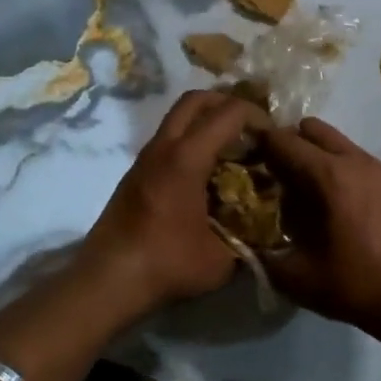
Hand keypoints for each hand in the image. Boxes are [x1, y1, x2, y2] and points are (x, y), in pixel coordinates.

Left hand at [76, 90, 267, 313]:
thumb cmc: (166, 264)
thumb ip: (248, 238)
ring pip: (177, 118)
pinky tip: (207, 174)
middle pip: (195, 100)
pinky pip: (168, 140)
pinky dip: (191, 141)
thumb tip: (266, 231)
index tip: (273, 136)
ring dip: (206, 122)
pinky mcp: (136, 174)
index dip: (256, 115)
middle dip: (226, 103)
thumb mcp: (222, 259)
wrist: (107, 281)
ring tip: (232, 150)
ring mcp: (145, 158)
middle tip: (250, 128)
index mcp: (186, 158)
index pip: (228, 112)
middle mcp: (163, 147)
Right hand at [258, 117, 380, 336]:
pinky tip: (334, 203)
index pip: (283, 141)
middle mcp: (354, 161)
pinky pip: (356, 158)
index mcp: (329, 176)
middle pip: (311, 129)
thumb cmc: (355, 287)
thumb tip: (245, 236)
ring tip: (304, 190)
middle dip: (288, 143)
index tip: (243, 158)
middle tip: (274, 173)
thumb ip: (262, 251)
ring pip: (336, 142)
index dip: (258, 144)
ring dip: (315, 155)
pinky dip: (338, 167)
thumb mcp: (295, 276)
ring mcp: (379, 168)